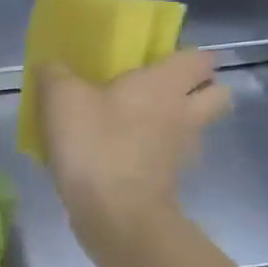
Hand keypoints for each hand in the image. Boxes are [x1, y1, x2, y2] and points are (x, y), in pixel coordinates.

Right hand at [36, 48, 230, 242]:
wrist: (115, 211)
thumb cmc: (95, 143)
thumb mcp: (60, 98)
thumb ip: (55, 74)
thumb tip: (51, 64)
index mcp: (166, 84)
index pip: (201, 58)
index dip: (183, 55)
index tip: (154, 58)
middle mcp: (185, 112)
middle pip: (216, 92)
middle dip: (196, 87)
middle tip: (156, 89)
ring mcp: (183, 149)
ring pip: (195, 125)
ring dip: (175, 121)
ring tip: (134, 123)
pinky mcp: (171, 179)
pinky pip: (170, 156)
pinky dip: (154, 152)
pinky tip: (120, 154)